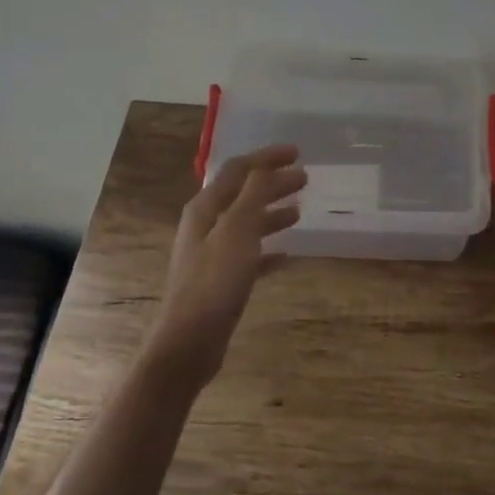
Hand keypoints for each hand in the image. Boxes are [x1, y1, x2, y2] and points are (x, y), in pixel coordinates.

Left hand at [147, 145, 306, 384]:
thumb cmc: (214, 282)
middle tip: (305, 179)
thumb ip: (253, 196)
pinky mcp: (221, 280)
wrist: (189, 341)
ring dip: (271, 213)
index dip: (267, 158)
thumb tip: (266, 166)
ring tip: (299, 211)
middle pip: (243, 194)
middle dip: (273, 183)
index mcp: (206, 208)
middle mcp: (206, 225)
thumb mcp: (238, 232)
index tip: (297, 152)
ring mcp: (212, 253)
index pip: (239, 170)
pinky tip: (286, 256)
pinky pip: (249, 255)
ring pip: (247, 223)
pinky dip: (268, 250)